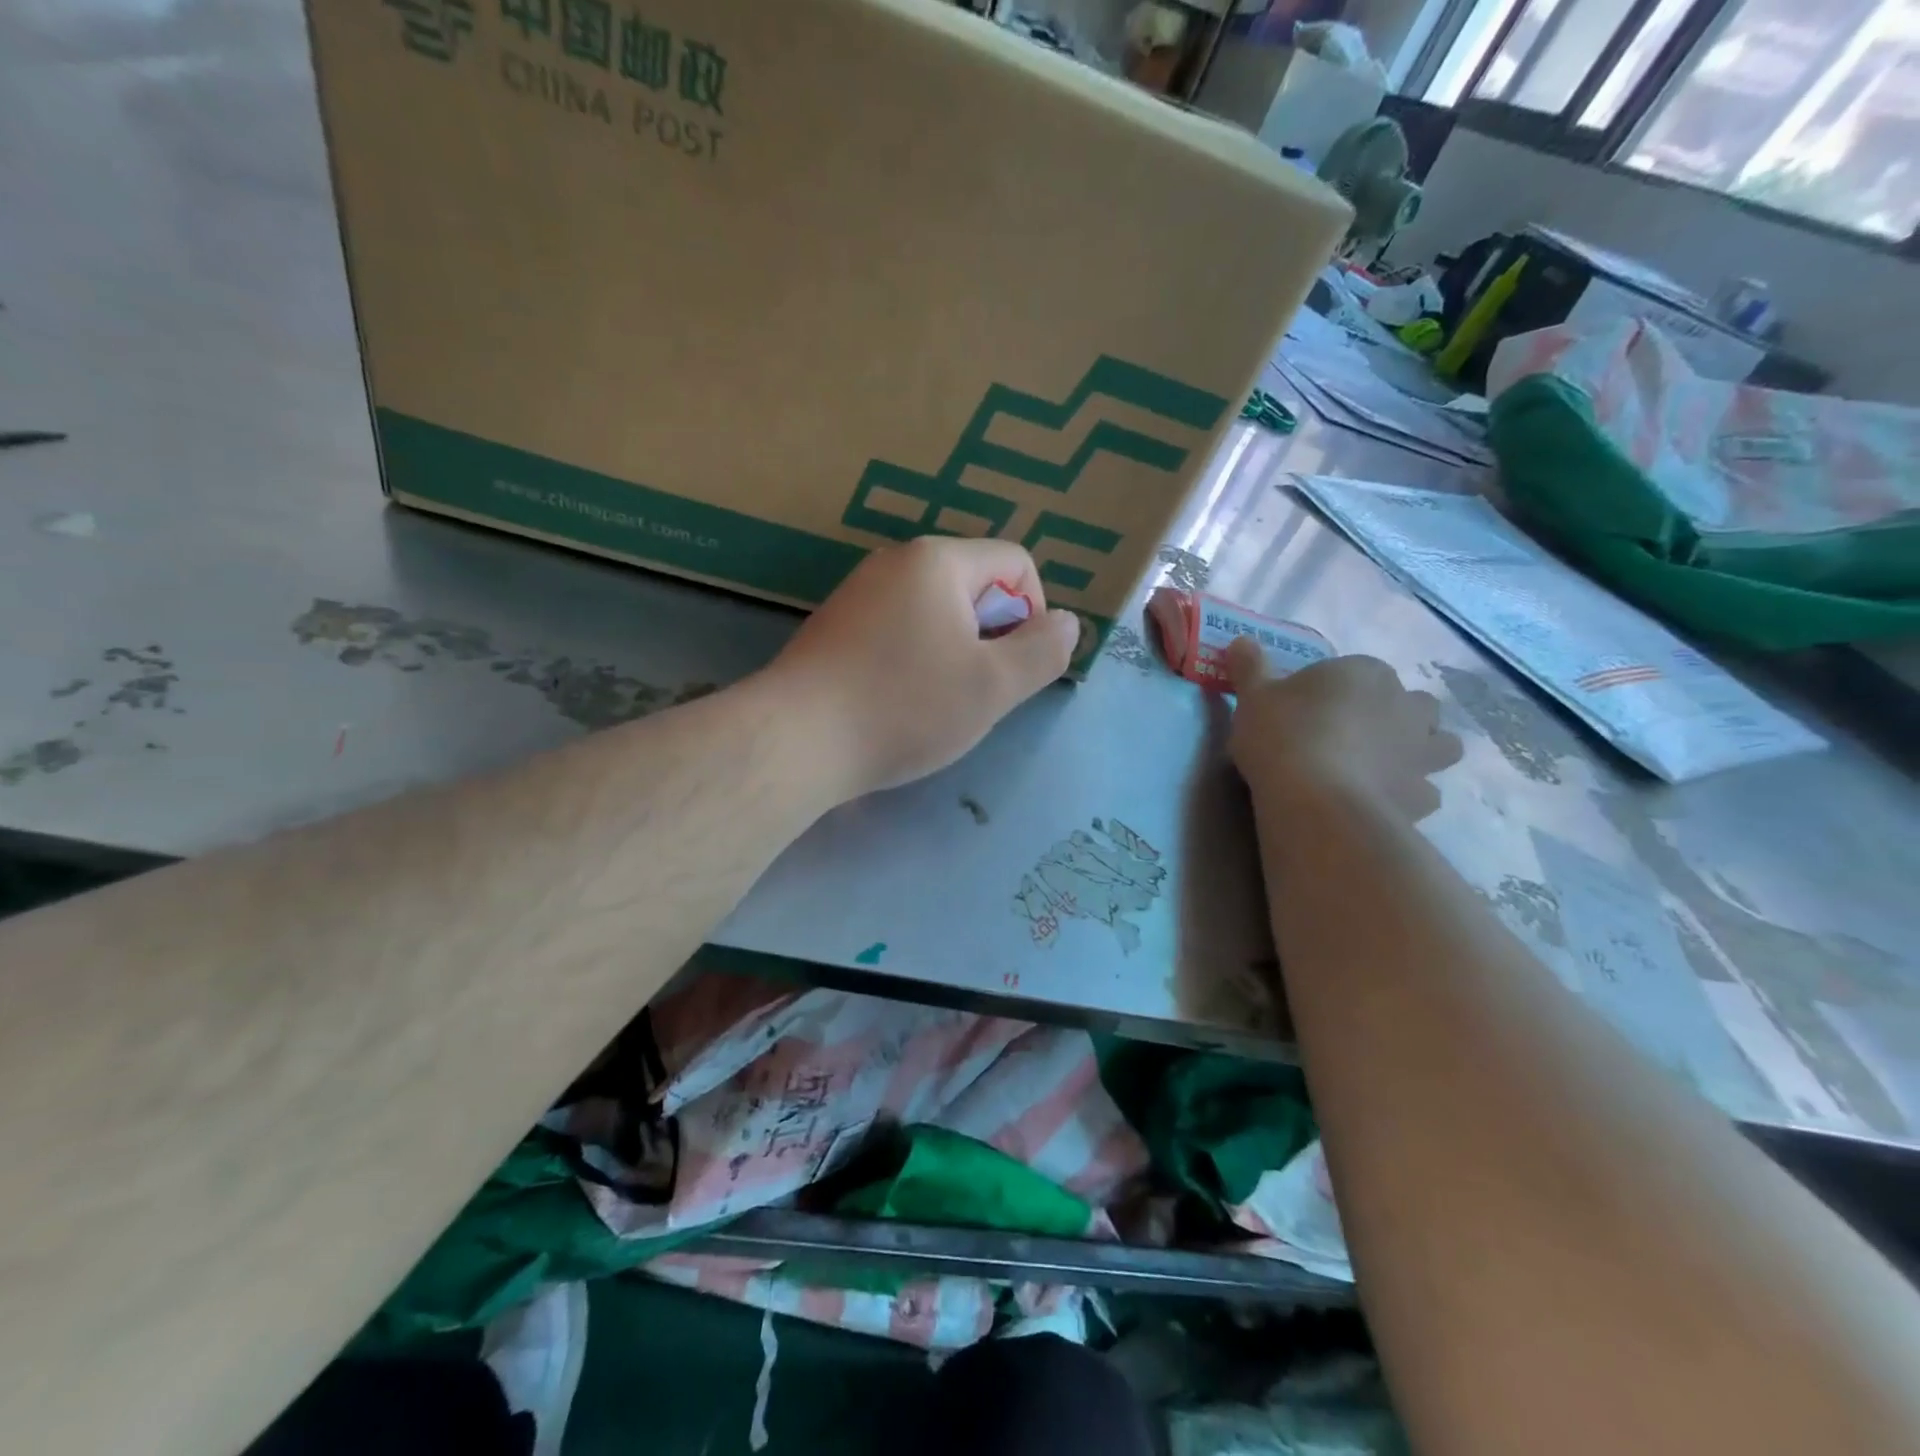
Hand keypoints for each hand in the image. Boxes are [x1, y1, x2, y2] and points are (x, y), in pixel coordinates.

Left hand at [763, 538, 1079, 800]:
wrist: (797, 739)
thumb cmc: (905, 706)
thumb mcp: (993, 686)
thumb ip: (1042, 651)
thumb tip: (1067, 624)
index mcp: (938, 562)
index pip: (1015, 562)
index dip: (1033, 613)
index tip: (1015, 666)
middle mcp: (895, 563)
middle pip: (973, 585)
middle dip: (991, 636)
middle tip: (978, 691)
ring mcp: (859, 593)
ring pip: (935, 612)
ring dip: (954, 653)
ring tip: (937, 703)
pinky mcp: (835, 627)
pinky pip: (897, 630)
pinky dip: (914, 660)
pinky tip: (898, 702)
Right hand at [1227, 641, 1462, 821]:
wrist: (1316, 800)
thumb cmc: (1283, 735)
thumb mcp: (1253, 698)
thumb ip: (1251, 668)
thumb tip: (1240, 641)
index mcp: (1365, 672)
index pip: (1359, 671)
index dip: (1337, 690)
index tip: (1310, 710)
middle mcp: (1405, 705)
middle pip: (1413, 703)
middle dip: (1395, 715)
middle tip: (1355, 735)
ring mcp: (1421, 751)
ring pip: (1440, 743)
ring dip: (1420, 751)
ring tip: (1383, 767)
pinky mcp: (1423, 794)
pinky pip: (1424, 790)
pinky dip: (1408, 794)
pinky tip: (1380, 802)